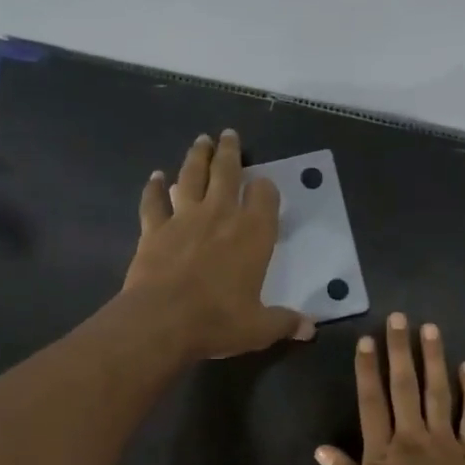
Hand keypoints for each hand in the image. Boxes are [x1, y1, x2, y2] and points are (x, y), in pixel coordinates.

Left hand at [122, 129, 312, 359]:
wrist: (161, 321)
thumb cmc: (218, 321)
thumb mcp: (260, 328)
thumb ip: (285, 323)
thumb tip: (310, 329)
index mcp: (253, 235)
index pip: (265, 197)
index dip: (266, 189)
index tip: (265, 185)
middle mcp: (220, 216)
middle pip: (226, 173)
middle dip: (230, 153)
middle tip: (229, 135)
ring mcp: (183, 219)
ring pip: (191, 177)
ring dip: (197, 157)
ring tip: (201, 141)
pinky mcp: (153, 230)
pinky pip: (154, 202)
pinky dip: (154, 188)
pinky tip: (155, 177)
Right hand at [316, 314, 464, 464]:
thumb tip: (321, 450)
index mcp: (382, 454)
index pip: (371, 403)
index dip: (367, 371)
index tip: (367, 341)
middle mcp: (411, 437)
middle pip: (404, 387)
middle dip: (399, 351)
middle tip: (398, 318)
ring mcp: (443, 440)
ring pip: (437, 392)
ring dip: (433, 358)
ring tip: (429, 328)